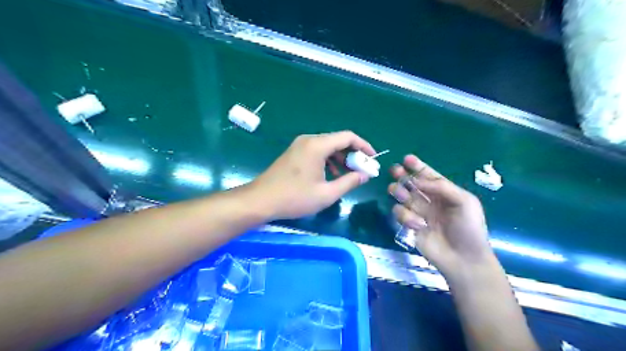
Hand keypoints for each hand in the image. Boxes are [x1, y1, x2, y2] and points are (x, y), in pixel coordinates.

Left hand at [251, 130, 376, 218]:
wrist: (261, 200)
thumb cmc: (294, 198)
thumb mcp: (326, 194)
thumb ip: (349, 182)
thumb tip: (365, 175)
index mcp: (317, 145)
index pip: (348, 137)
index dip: (364, 146)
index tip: (372, 159)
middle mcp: (309, 140)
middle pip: (337, 140)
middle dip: (353, 154)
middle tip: (362, 169)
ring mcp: (299, 145)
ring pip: (327, 146)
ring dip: (340, 157)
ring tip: (348, 174)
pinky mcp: (294, 153)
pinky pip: (317, 151)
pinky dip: (328, 160)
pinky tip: (331, 175)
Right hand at [390, 155, 496, 278]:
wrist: (463, 258)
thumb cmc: (468, 228)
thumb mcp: (464, 201)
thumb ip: (442, 187)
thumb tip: (418, 181)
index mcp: (444, 192)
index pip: (428, 176)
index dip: (417, 167)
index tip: (407, 159)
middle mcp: (429, 200)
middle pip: (411, 184)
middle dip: (402, 176)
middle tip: (395, 171)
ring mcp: (418, 213)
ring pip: (402, 196)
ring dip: (399, 192)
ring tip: (401, 194)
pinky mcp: (409, 225)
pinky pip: (401, 214)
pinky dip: (406, 216)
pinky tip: (418, 224)